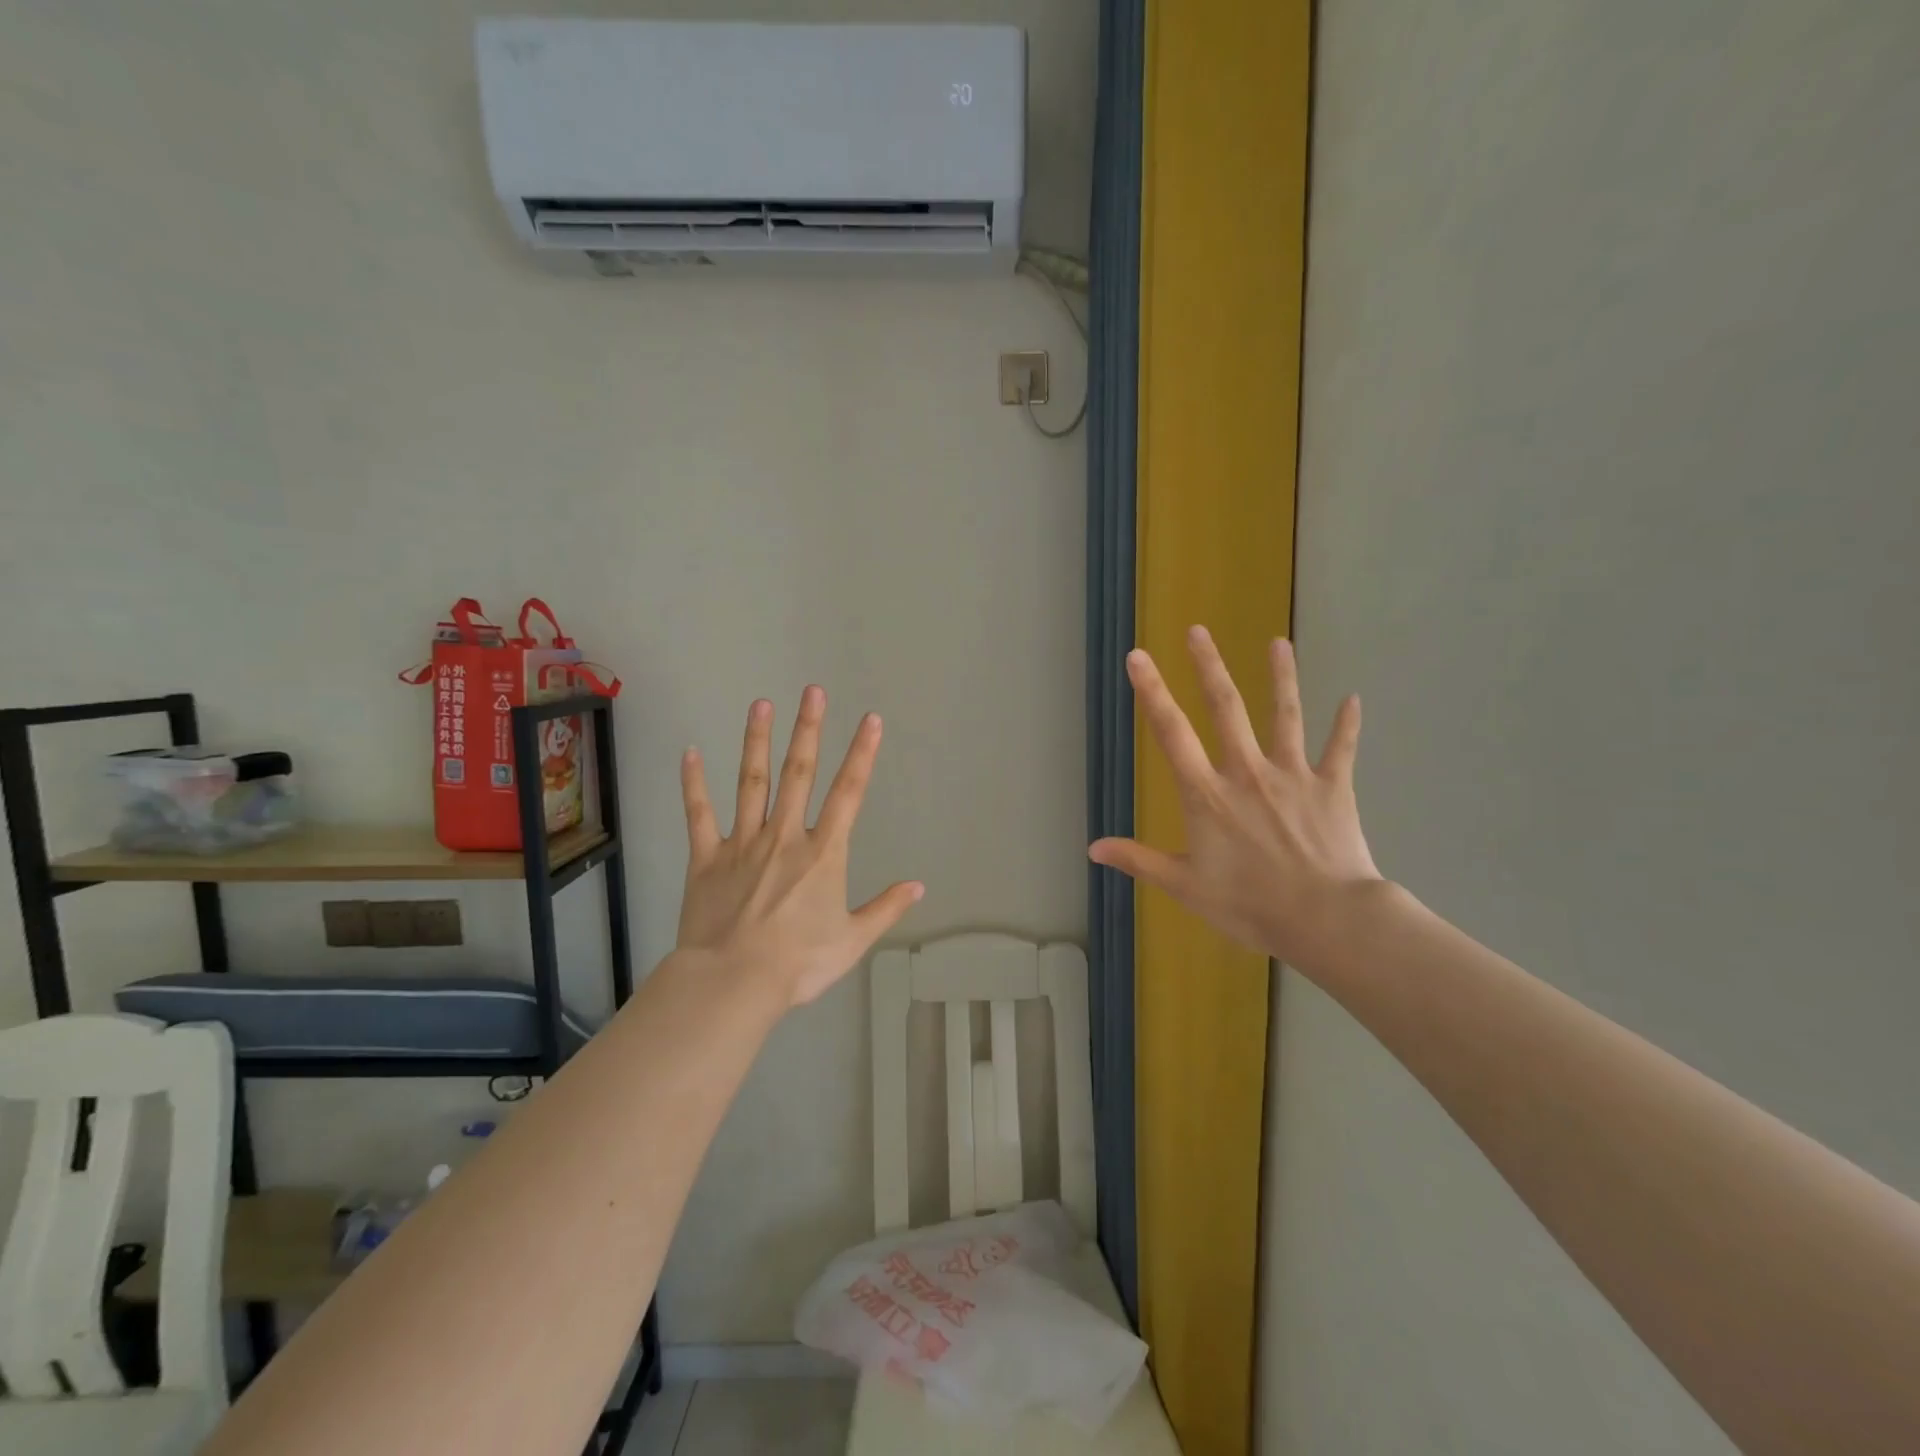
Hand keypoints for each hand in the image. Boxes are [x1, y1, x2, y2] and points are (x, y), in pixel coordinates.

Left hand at [678, 687, 923, 1006]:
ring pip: (751, 782)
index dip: (862, 754)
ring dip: (757, 741)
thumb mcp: (852, 941)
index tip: (870, 720)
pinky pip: (699, 814)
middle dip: (808, 730)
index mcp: (822, 853)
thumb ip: (885, 909)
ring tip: (761, 704)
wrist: (733, 983)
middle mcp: (784, 836)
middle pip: (798, 773)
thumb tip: (918, 886)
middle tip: (812, 691)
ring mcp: (742, 843)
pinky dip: (693, 784)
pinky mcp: (706, 858)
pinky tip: (689, 753)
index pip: (849, 793)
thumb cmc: (798, 963)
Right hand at [1090, 626, 1381, 965]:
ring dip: (1281, 677)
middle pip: (1225, 708)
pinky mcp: (1332, 787)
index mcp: (1207, 793)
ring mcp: (1293, 775)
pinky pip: (1340, 750)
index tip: (1137, 657)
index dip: (1152, 692)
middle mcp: (1246, 771)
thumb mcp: (1184, 885)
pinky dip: (1347, 725)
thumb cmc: (1249, 904)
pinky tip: (1353, 699)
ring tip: (1278, 642)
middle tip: (1197, 630)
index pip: (1171, 733)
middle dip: (1208, 666)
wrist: (1325, 919)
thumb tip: (1092, 848)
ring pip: (1285, 715)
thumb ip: (1138, 860)